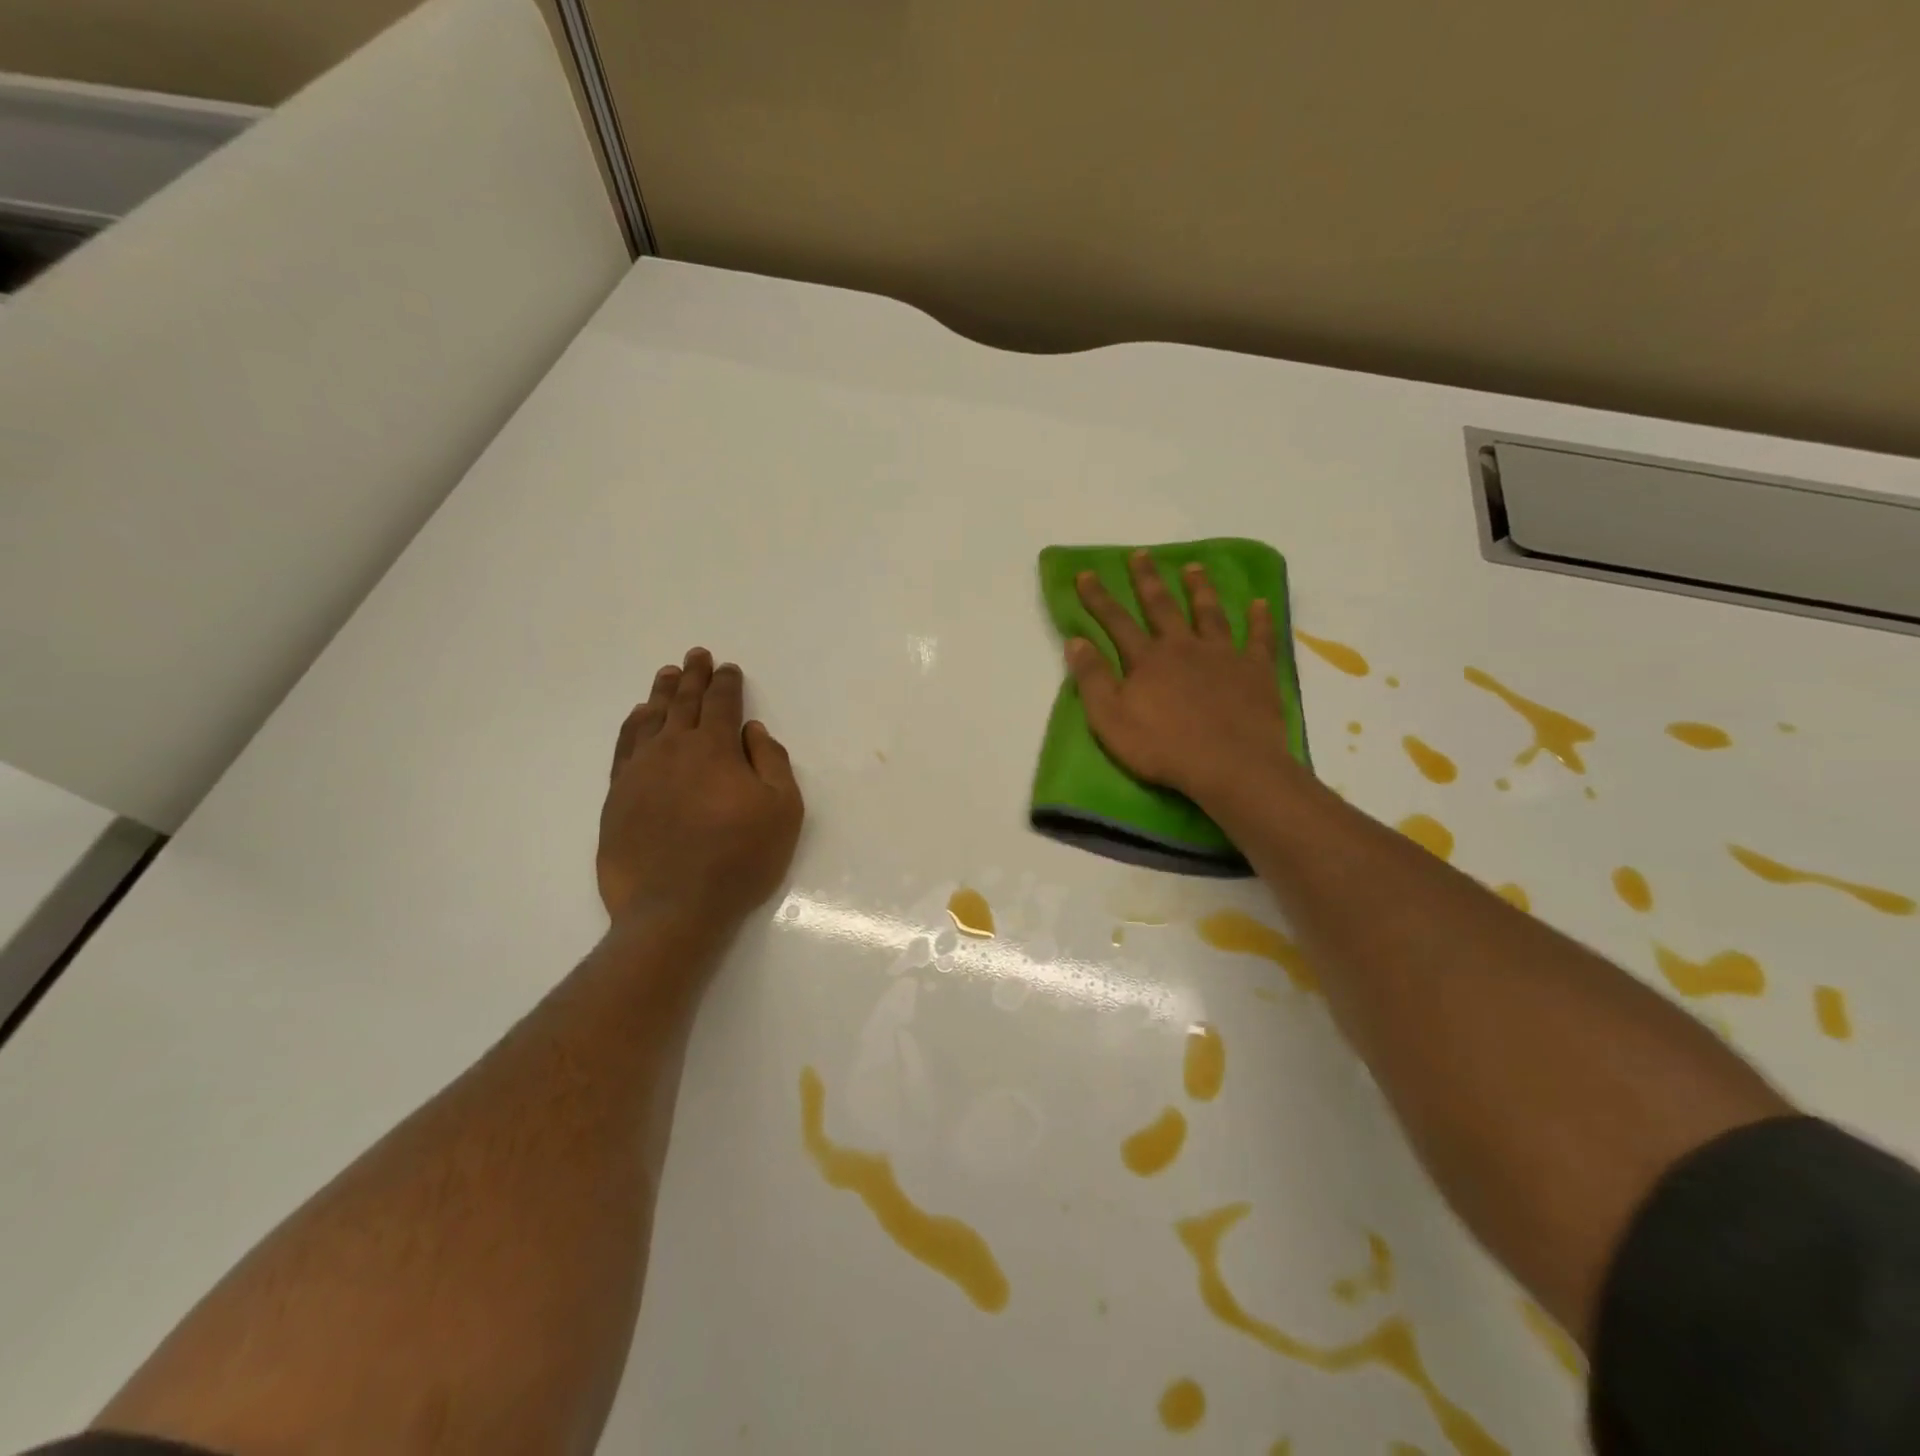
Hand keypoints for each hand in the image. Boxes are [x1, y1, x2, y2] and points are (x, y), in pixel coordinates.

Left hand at [597, 648, 803, 929]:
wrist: (673, 908)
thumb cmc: (739, 859)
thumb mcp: (782, 810)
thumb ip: (772, 762)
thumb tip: (752, 731)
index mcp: (714, 748)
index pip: (721, 703)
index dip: (727, 683)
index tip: (728, 668)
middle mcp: (673, 749)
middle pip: (683, 702)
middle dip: (693, 676)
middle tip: (696, 655)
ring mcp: (640, 771)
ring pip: (650, 719)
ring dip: (662, 693)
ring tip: (668, 674)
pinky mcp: (618, 796)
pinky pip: (625, 746)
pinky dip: (633, 725)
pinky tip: (638, 717)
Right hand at [1067, 553, 1297, 804]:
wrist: (1229, 765)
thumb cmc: (1163, 747)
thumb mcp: (1110, 719)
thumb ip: (1092, 679)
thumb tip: (1075, 641)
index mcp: (1147, 660)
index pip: (1116, 621)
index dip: (1099, 597)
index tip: (1086, 573)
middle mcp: (1183, 647)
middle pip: (1162, 606)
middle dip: (1148, 580)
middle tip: (1141, 554)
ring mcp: (1223, 655)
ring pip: (1209, 613)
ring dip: (1199, 589)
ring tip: (1193, 567)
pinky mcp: (1255, 671)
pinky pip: (1259, 638)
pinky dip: (1259, 619)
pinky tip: (1259, 603)